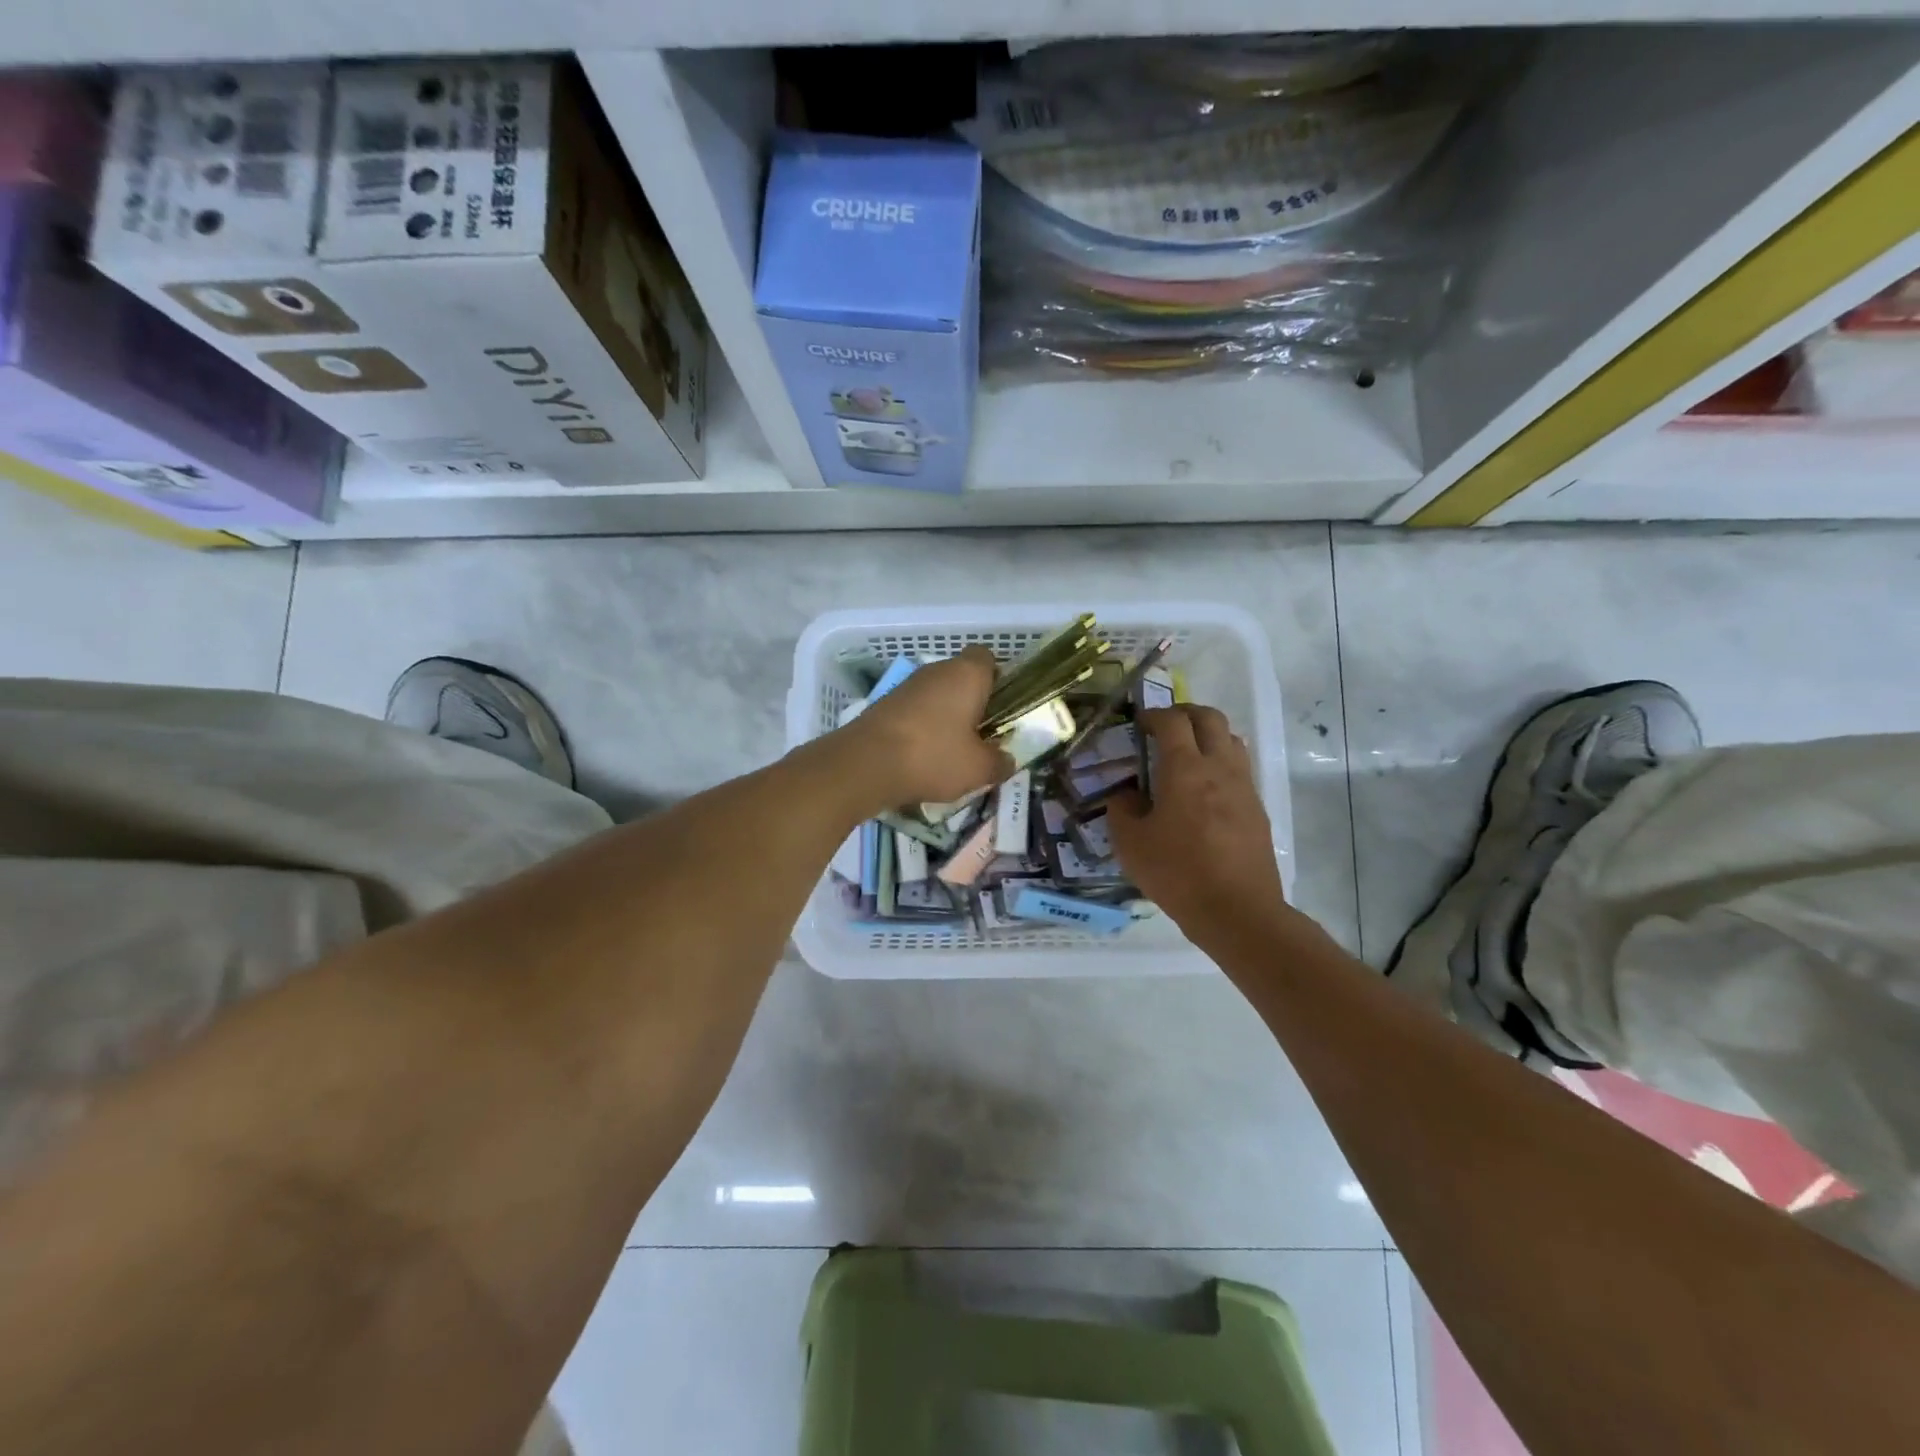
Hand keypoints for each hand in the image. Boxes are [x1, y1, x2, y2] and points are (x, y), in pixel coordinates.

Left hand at [837, 647, 1010, 810]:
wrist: (865, 764)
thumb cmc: (934, 756)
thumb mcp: (980, 769)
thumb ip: (1000, 762)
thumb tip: (1007, 760)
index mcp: (967, 674)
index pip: (988, 658)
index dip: (997, 679)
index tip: (1002, 708)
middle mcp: (936, 670)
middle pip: (961, 677)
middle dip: (972, 703)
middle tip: (981, 736)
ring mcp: (907, 685)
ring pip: (936, 695)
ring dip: (945, 717)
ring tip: (952, 752)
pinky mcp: (884, 704)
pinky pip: (914, 711)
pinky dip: (921, 728)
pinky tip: (923, 757)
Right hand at [1107, 705, 1286, 936]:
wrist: (1237, 911)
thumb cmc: (1177, 873)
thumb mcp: (1131, 844)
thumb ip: (1122, 810)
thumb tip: (1126, 794)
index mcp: (1185, 769)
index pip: (1173, 722)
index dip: (1154, 715)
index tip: (1139, 723)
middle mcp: (1219, 768)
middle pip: (1210, 718)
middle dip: (1186, 713)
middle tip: (1165, 725)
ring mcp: (1244, 787)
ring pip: (1231, 740)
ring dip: (1209, 735)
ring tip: (1188, 753)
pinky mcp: (1257, 809)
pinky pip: (1240, 769)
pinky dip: (1221, 763)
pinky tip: (1204, 790)